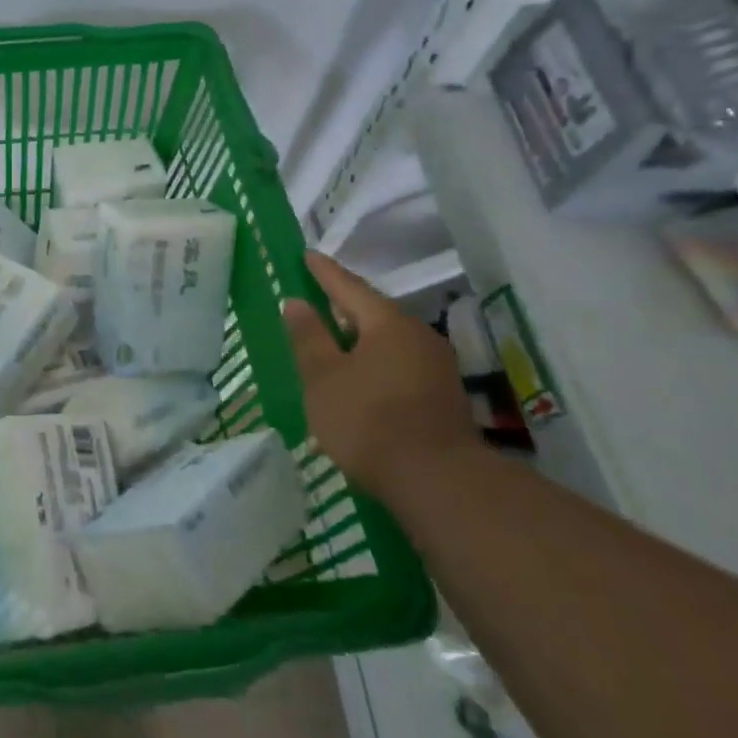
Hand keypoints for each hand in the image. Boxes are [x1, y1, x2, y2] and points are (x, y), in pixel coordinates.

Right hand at [281, 252, 477, 497]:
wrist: (437, 482)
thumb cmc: (368, 419)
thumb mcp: (323, 377)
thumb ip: (308, 337)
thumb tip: (296, 302)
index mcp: (388, 324)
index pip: (349, 287)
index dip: (325, 272)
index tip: (307, 255)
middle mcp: (418, 336)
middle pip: (372, 313)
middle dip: (342, 308)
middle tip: (316, 300)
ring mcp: (436, 368)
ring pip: (387, 342)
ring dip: (358, 341)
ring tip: (331, 345)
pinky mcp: (442, 397)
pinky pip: (398, 366)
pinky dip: (373, 365)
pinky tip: (357, 382)